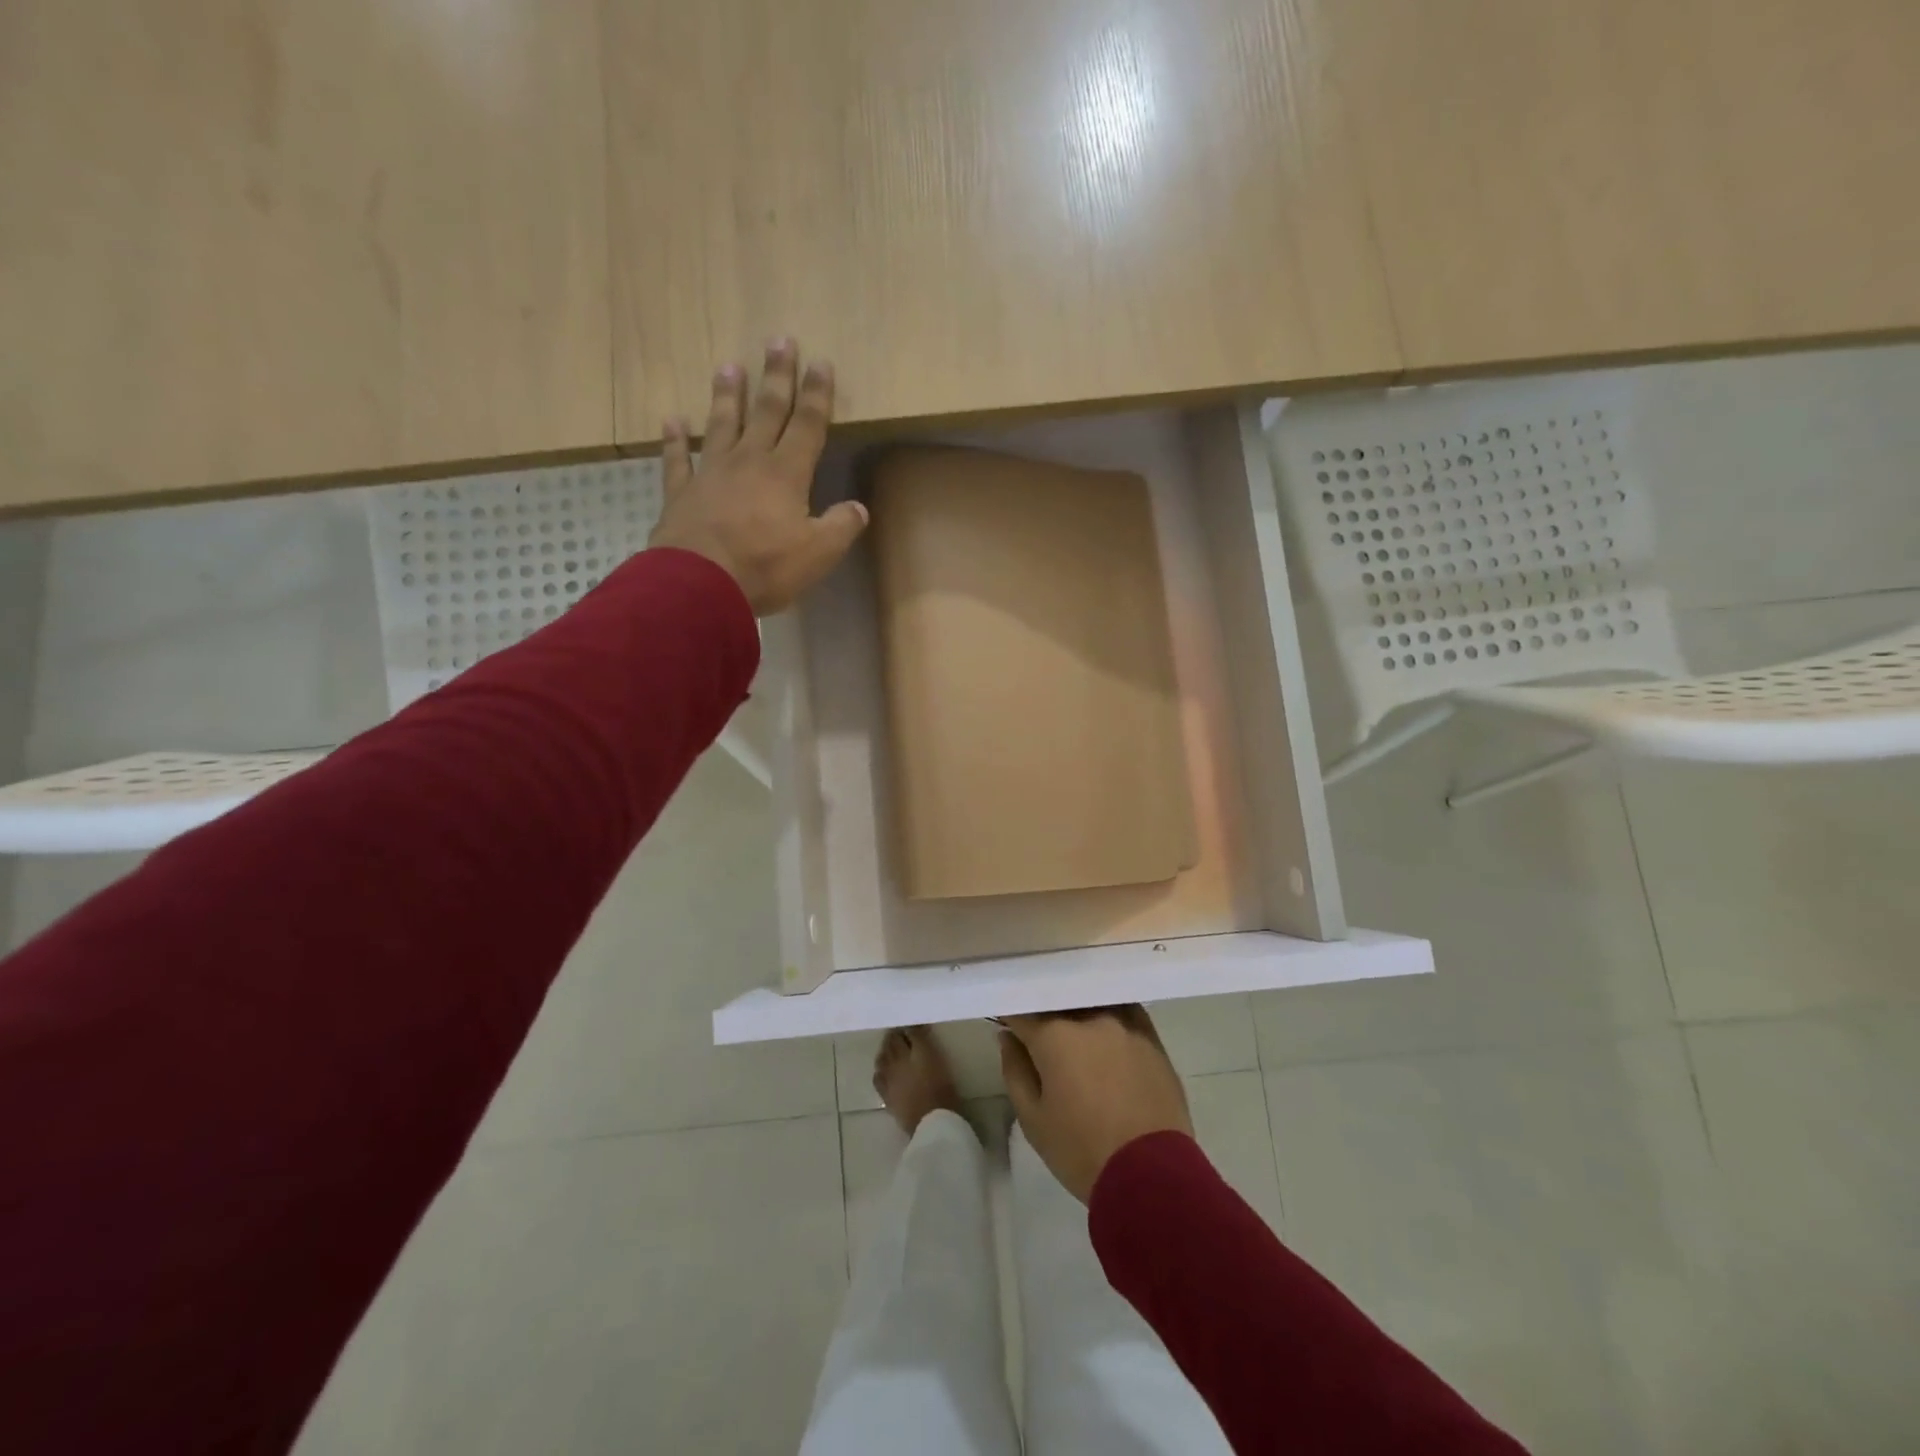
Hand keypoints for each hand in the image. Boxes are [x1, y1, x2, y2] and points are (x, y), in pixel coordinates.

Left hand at [648, 340, 867, 614]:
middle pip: (766, 412)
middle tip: (778, 341)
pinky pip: (677, 460)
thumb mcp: (818, 554)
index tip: (821, 363)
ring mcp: (711, 474)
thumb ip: (840, 527)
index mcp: (786, 475)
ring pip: (721, 425)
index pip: (807, 426)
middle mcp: (749, 462)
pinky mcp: (681, 493)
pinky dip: (673, 439)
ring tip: (729, 366)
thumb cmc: (765, 567)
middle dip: (776, 377)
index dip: (817, 395)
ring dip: (727, 396)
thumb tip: (858, 509)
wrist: (700, 585)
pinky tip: (671, 420)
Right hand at [999, 1006, 1193, 1203]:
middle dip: (1045, 1014)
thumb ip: (1015, 1070)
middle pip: (1059, 1003)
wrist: (1153, 1177)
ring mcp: (1125, 1023)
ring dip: (1079, 1013)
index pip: (1022, 1011)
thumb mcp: (1033, 1120)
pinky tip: (1107, 1035)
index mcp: (1054, 1035)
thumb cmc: (1082, 1151)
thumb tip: (1008, 1037)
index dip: (1011, 1017)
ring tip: (1076, 1034)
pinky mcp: (1152, 1037)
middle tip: (1041, 1036)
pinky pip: (1124, 1013)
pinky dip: (1110, 1018)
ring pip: (1093, 1003)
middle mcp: (1089, 1018)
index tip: (1008, 1025)